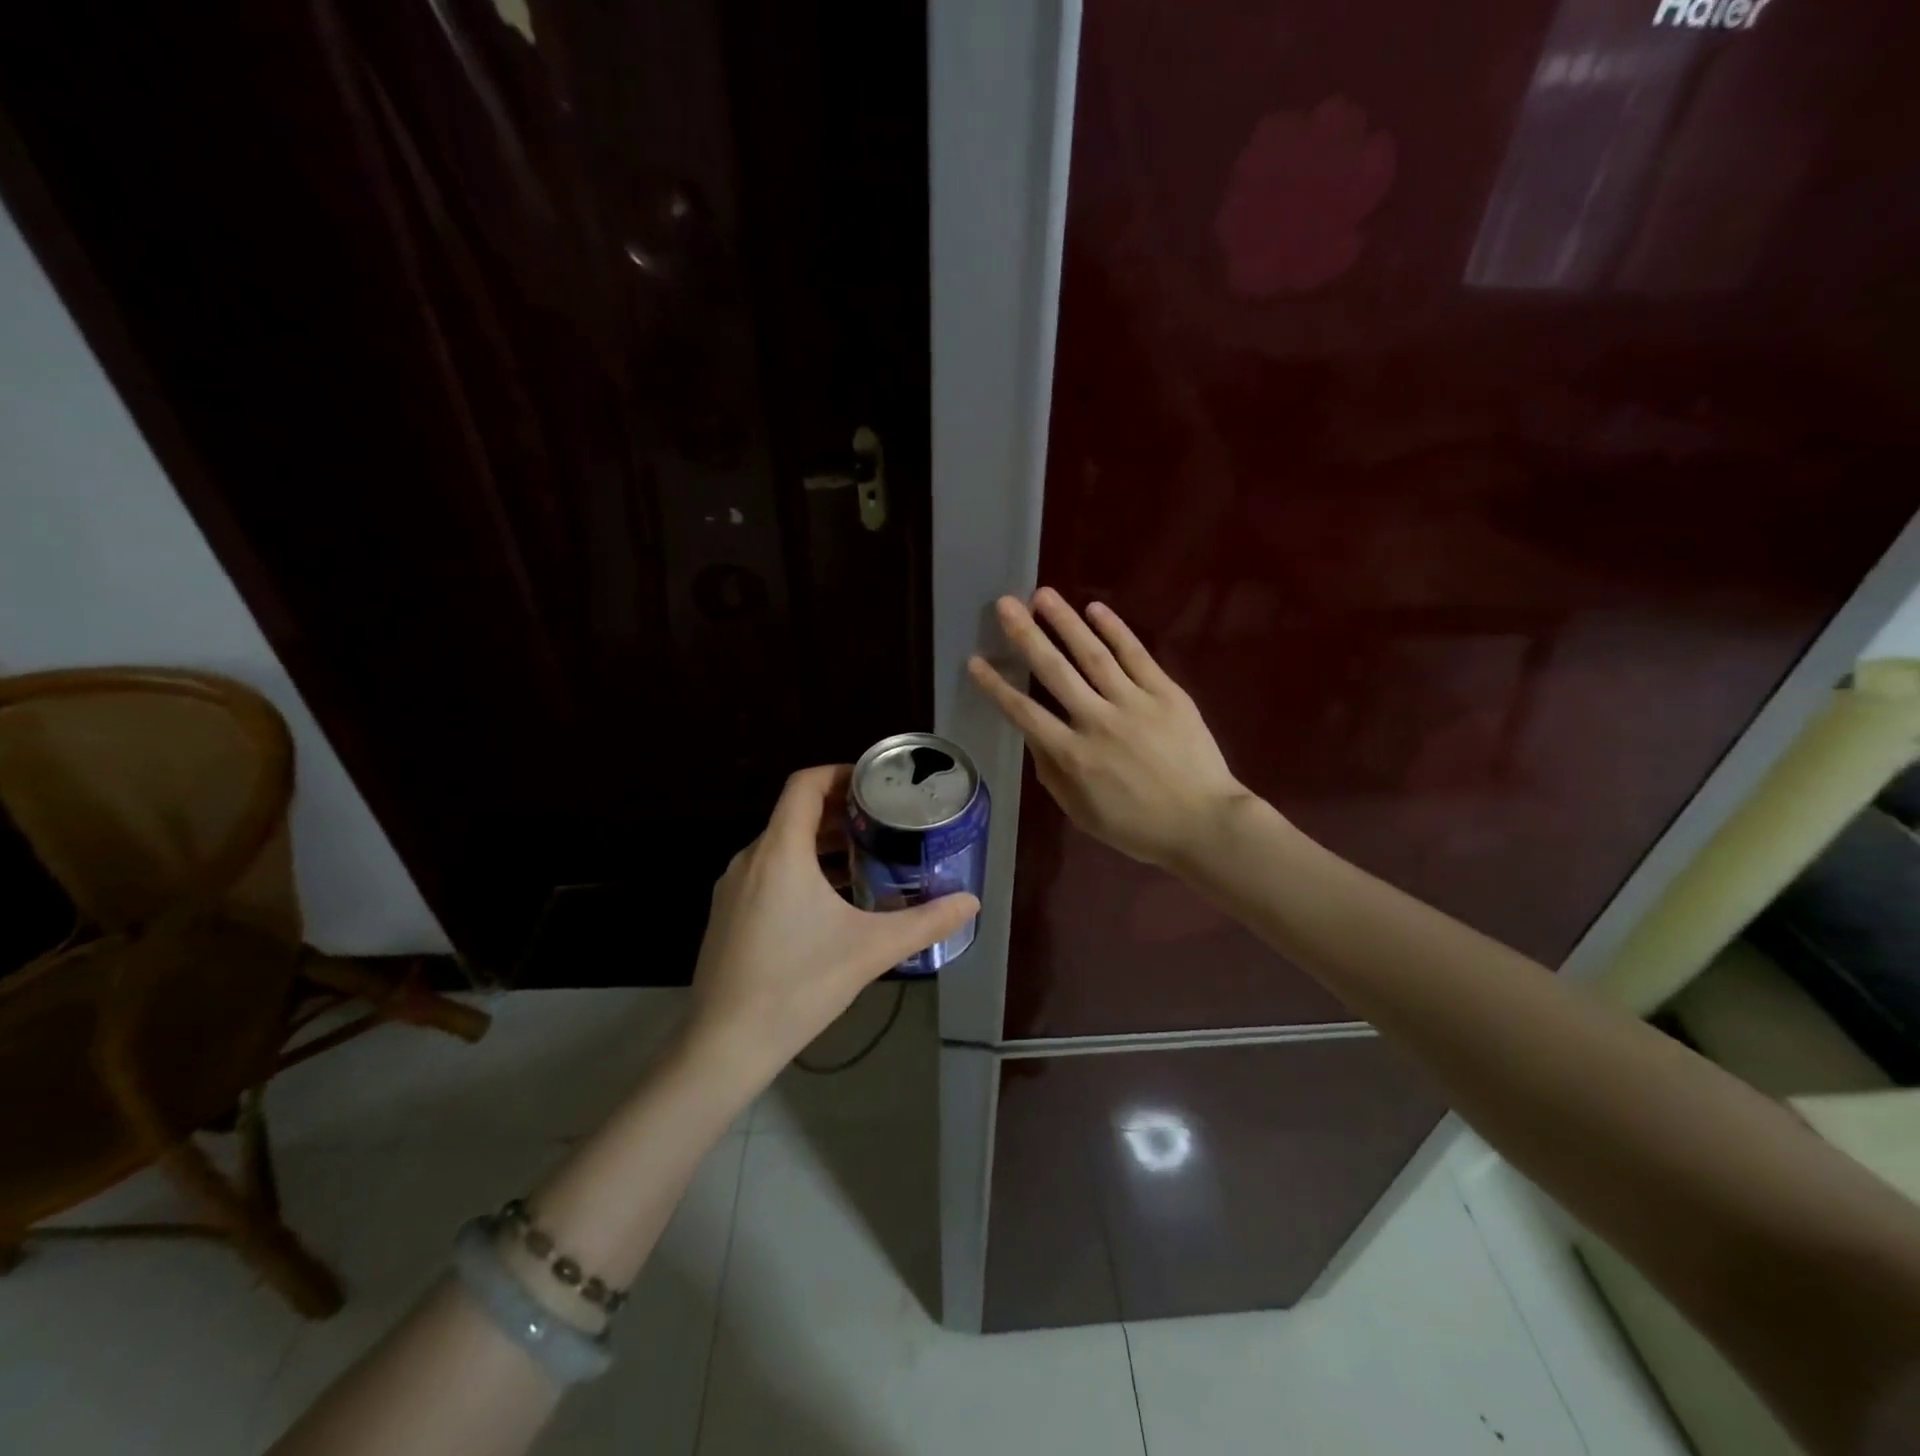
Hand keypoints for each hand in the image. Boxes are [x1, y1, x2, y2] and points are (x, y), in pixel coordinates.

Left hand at [685, 766, 978, 1077]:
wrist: (724, 1045)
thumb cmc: (798, 985)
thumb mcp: (870, 949)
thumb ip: (925, 922)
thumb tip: (971, 902)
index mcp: (780, 852)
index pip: (805, 785)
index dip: (841, 774)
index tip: (876, 785)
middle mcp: (750, 859)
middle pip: (796, 814)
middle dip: (841, 812)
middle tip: (885, 823)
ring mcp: (732, 888)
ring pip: (782, 846)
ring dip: (822, 845)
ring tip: (866, 858)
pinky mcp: (727, 914)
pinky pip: (768, 873)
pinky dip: (801, 870)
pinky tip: (832, 901)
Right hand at [968, 589, 1252, 868]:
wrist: (1205, 824)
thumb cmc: (1138, 827)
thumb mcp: (1081, 813)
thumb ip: (1052, 773)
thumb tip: (1034, 737)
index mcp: (1073, 756)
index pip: (1024, 713)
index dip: (996, 686)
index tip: (975, 660)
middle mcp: (1097, 722)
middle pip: (1055, 671)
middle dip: (1026, 636)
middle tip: (1005, 604)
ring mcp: (1134, 704)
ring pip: (1093, 655)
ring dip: (1066, 622)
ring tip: (1043, 595)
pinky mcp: (1167, 694)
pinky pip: (1137, 656)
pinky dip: (1116, 630)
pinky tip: (1095, 609)